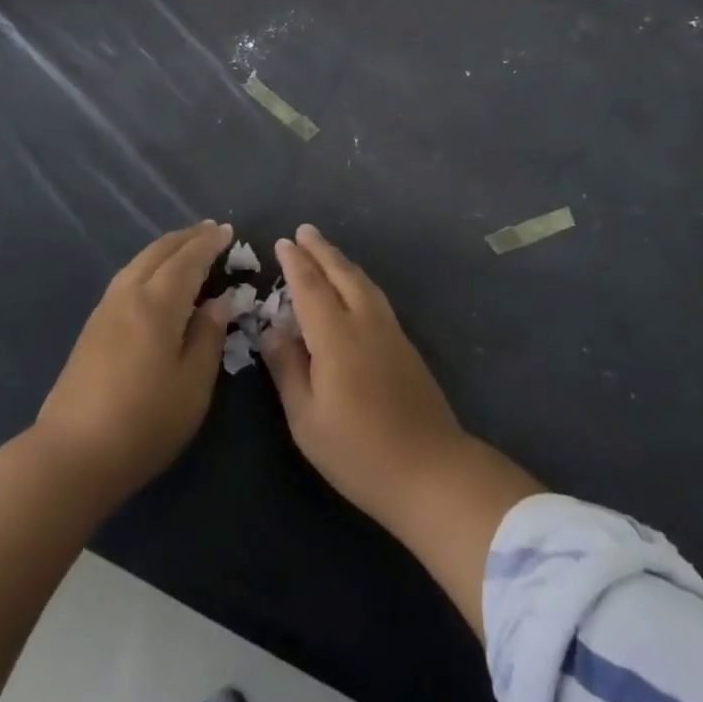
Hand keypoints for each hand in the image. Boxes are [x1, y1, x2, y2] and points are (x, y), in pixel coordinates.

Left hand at [36, 221, 232, 501]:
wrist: (72, 454)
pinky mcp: (92, 327)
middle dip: (187, 237)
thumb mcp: (193, 385)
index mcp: (158, 303)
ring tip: (186, 248)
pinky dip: (149, 265)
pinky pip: (128, 276)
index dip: (209, 243)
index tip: (228, 230)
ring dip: (166, 248)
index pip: (188, 259)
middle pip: (160, 251)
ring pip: (139, 261)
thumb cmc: (144, 421)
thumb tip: (220, 300)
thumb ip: (208, 336)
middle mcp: (129, 294)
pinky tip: (155, 279)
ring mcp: (106, 309)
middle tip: (211, 230)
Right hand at [262, 224, 543, 635]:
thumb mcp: (307, 419)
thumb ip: (287, 368)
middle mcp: (364, 322)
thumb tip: (271, 330)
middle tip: (304, 231)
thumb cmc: (359, 452)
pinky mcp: (405, 343)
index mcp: (336, 336)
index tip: (283, 242)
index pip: (310, 287)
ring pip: (362, 282)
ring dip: (341, 261)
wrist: (431, 470)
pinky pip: (375, 295)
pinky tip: (354, 285)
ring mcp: (390, 330)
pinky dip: (357, 279)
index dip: (295, 263)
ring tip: (325, 250)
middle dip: (321, 250)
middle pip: (341, 274)